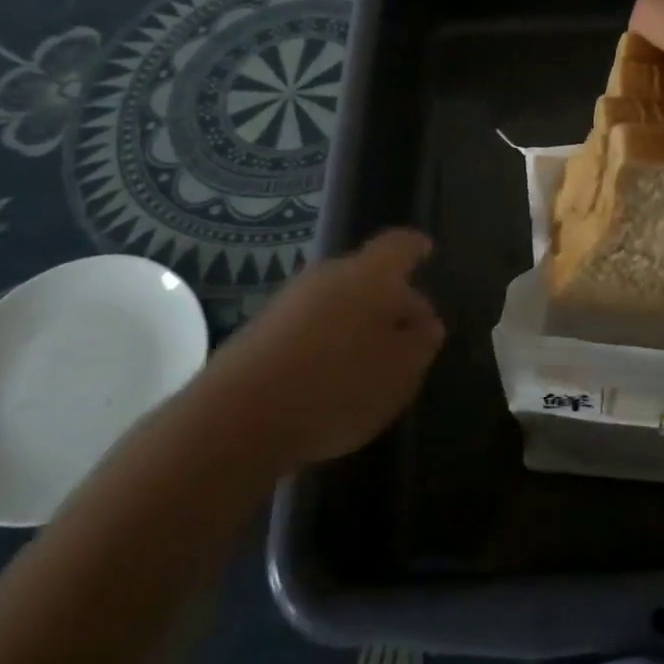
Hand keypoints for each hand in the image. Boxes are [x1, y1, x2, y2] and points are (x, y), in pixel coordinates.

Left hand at [212, 230, 444, 466]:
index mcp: (370, 275)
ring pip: (337, 301)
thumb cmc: (338, 385)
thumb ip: (421, 343)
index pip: (399, 246)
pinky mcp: (260, 332)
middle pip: (367, 275)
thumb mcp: (401, 372)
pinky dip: (327, 342)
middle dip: (389, 298)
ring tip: (372, 361)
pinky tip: (331, 377)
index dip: (415, 247)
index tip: (426, 250)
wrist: (237, 418)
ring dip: (357, 323)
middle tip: (408, 330)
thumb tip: (425, 324)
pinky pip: (309, 326)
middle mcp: (328, 276)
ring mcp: (289, 302)